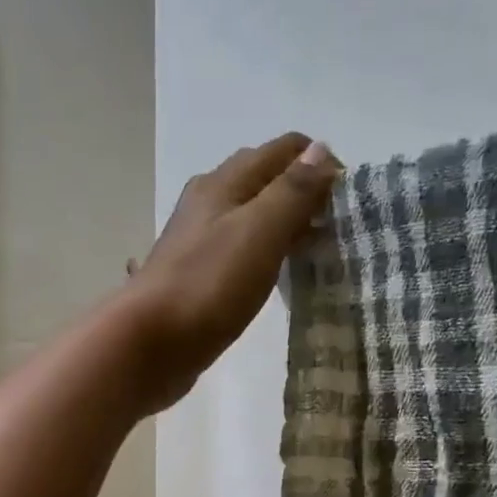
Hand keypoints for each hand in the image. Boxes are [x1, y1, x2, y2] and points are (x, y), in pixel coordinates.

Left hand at [119, 133, 342, 411]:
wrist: (149, 345)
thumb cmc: (208, 286)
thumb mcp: (258, 233)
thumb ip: (291, 192)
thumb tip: (322, 150)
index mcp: (222, 185)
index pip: (277, 152)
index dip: (316, 163)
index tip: (347, 196)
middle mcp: (206, 205)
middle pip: (260, 182)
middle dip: (299, 191)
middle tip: (335, 222)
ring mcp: (196, 244)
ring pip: (247, 218)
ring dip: (280, 223)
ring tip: (313, 246)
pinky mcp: (194, 279)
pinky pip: (236, 252)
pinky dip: (260, 252)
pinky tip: (271, 274)